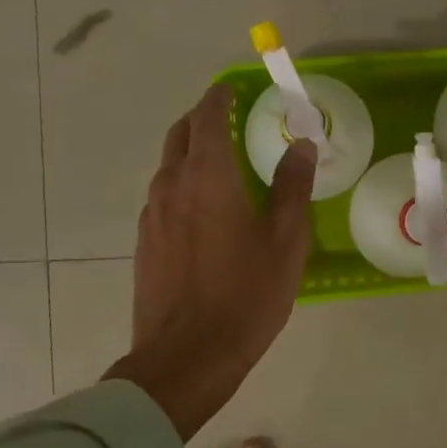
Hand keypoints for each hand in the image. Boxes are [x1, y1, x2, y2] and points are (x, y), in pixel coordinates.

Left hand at [108, 84, 315, 438]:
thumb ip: (293, 188)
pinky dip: (182, 183)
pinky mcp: (145, 243)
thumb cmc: (245, 296)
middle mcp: (171, 186)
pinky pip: (163, 196)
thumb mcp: (286, 241)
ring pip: (168, 166)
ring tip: (219, 161)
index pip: (208, 118)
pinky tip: (203, 208)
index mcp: (207, 177)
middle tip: (228, 118)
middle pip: (180, 135)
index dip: (220, 98)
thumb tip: (302, 146)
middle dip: (202, 119)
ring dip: (190, 152)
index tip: (233, 89)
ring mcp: (152, 216)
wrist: (186, 357)